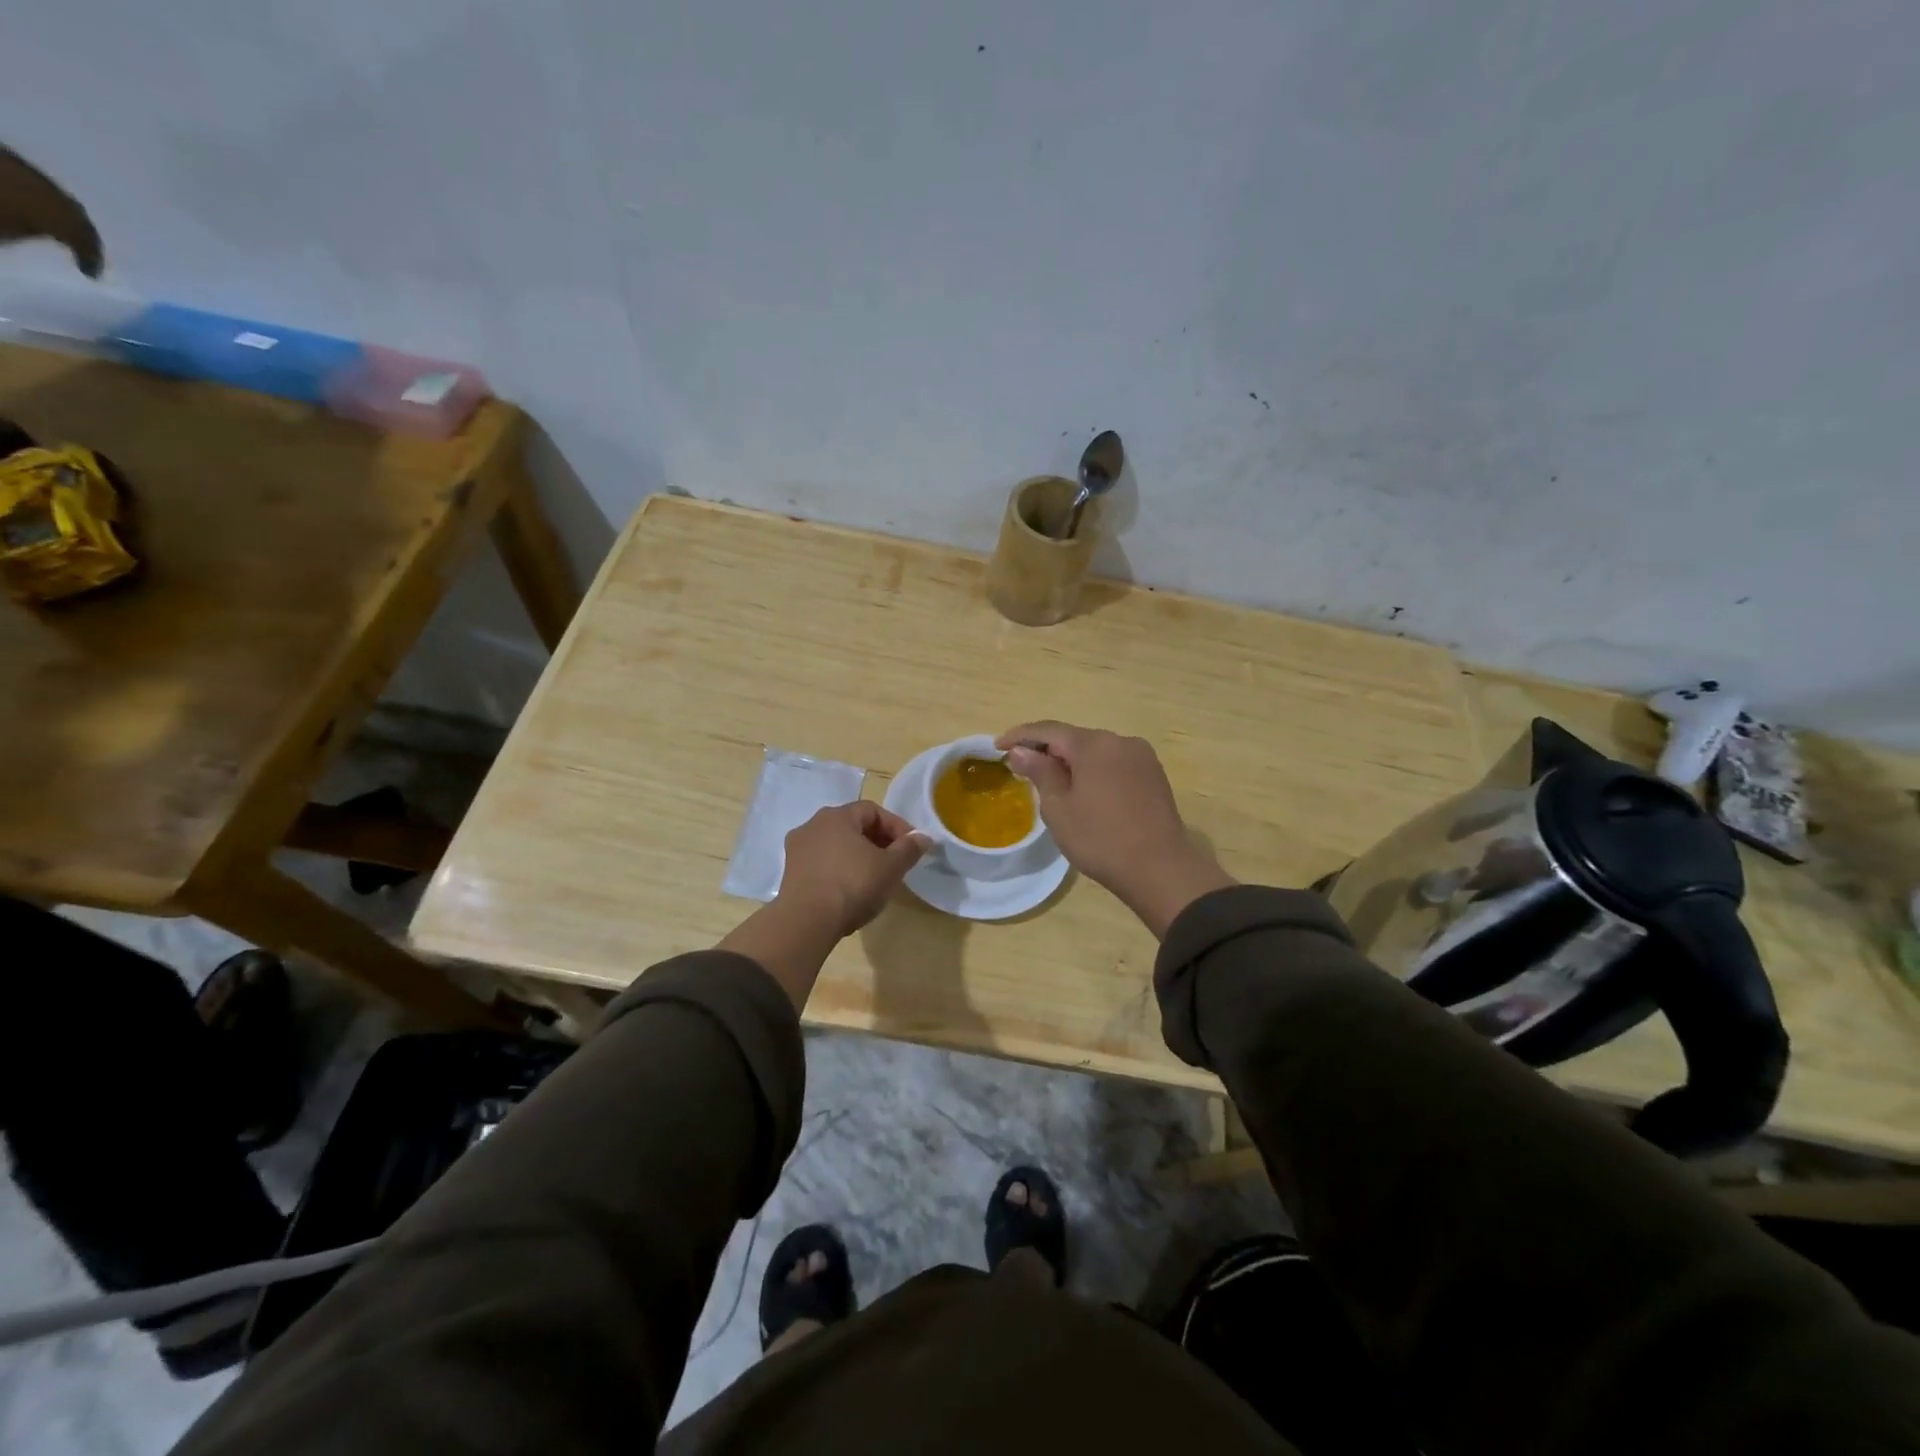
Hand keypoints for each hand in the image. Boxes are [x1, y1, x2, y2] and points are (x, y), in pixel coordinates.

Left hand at [777, 801, 929, 938]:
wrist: (807, 922)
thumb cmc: (853, 885)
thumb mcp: (891, 867)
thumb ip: (909, 849)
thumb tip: (923, 837)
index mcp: (837, 816)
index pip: (873, 810)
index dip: (896, 826)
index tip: (911, 847)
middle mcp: (813, 825)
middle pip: (853, 826)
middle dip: (878, 841)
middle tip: (895, 862)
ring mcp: (797, 849)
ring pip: (836, 845)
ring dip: (857, 856)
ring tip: (874, 878)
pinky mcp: (790, 873)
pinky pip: (822, 863)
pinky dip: (839, 870)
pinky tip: (850, 890)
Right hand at [996, 722, 1233, 937]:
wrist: (1160, 869)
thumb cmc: (1100, 839)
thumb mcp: (1059, 808)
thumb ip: (1039, 772)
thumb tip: (1021, 750)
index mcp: (1094, 744)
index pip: (1048, 730)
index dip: (1020, 736)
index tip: (997, 746)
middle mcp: (1120, 741)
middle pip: (1074, 738)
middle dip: (1047, 749)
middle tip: (1022, 767)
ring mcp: (1141, 757)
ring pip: (1096, 752)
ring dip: (1072, 761)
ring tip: (1052, 782)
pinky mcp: (1154, 775)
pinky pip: (1114, 764)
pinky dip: (1094, 771)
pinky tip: (1085, 791)